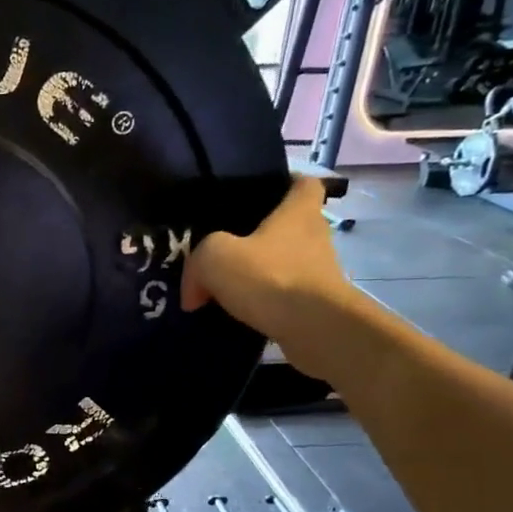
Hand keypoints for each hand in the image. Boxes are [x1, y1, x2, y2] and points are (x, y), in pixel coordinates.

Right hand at [182, 176, 354, 353]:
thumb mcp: (215, 256)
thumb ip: (198, 261)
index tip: (260, 194)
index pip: (303, 183)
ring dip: (259, 273)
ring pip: (284, 263)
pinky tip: (236, 314)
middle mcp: (314, 237)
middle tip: (226, 246)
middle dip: (261, 236)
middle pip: (289, 226)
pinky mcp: (315, 304)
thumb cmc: (270, 277)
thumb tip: (194, 290)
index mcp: (298, 212)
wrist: (315, 329)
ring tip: (225, 286)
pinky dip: (262, 302)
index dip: (284, 183)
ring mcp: (318, 272)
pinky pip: (283, 295)